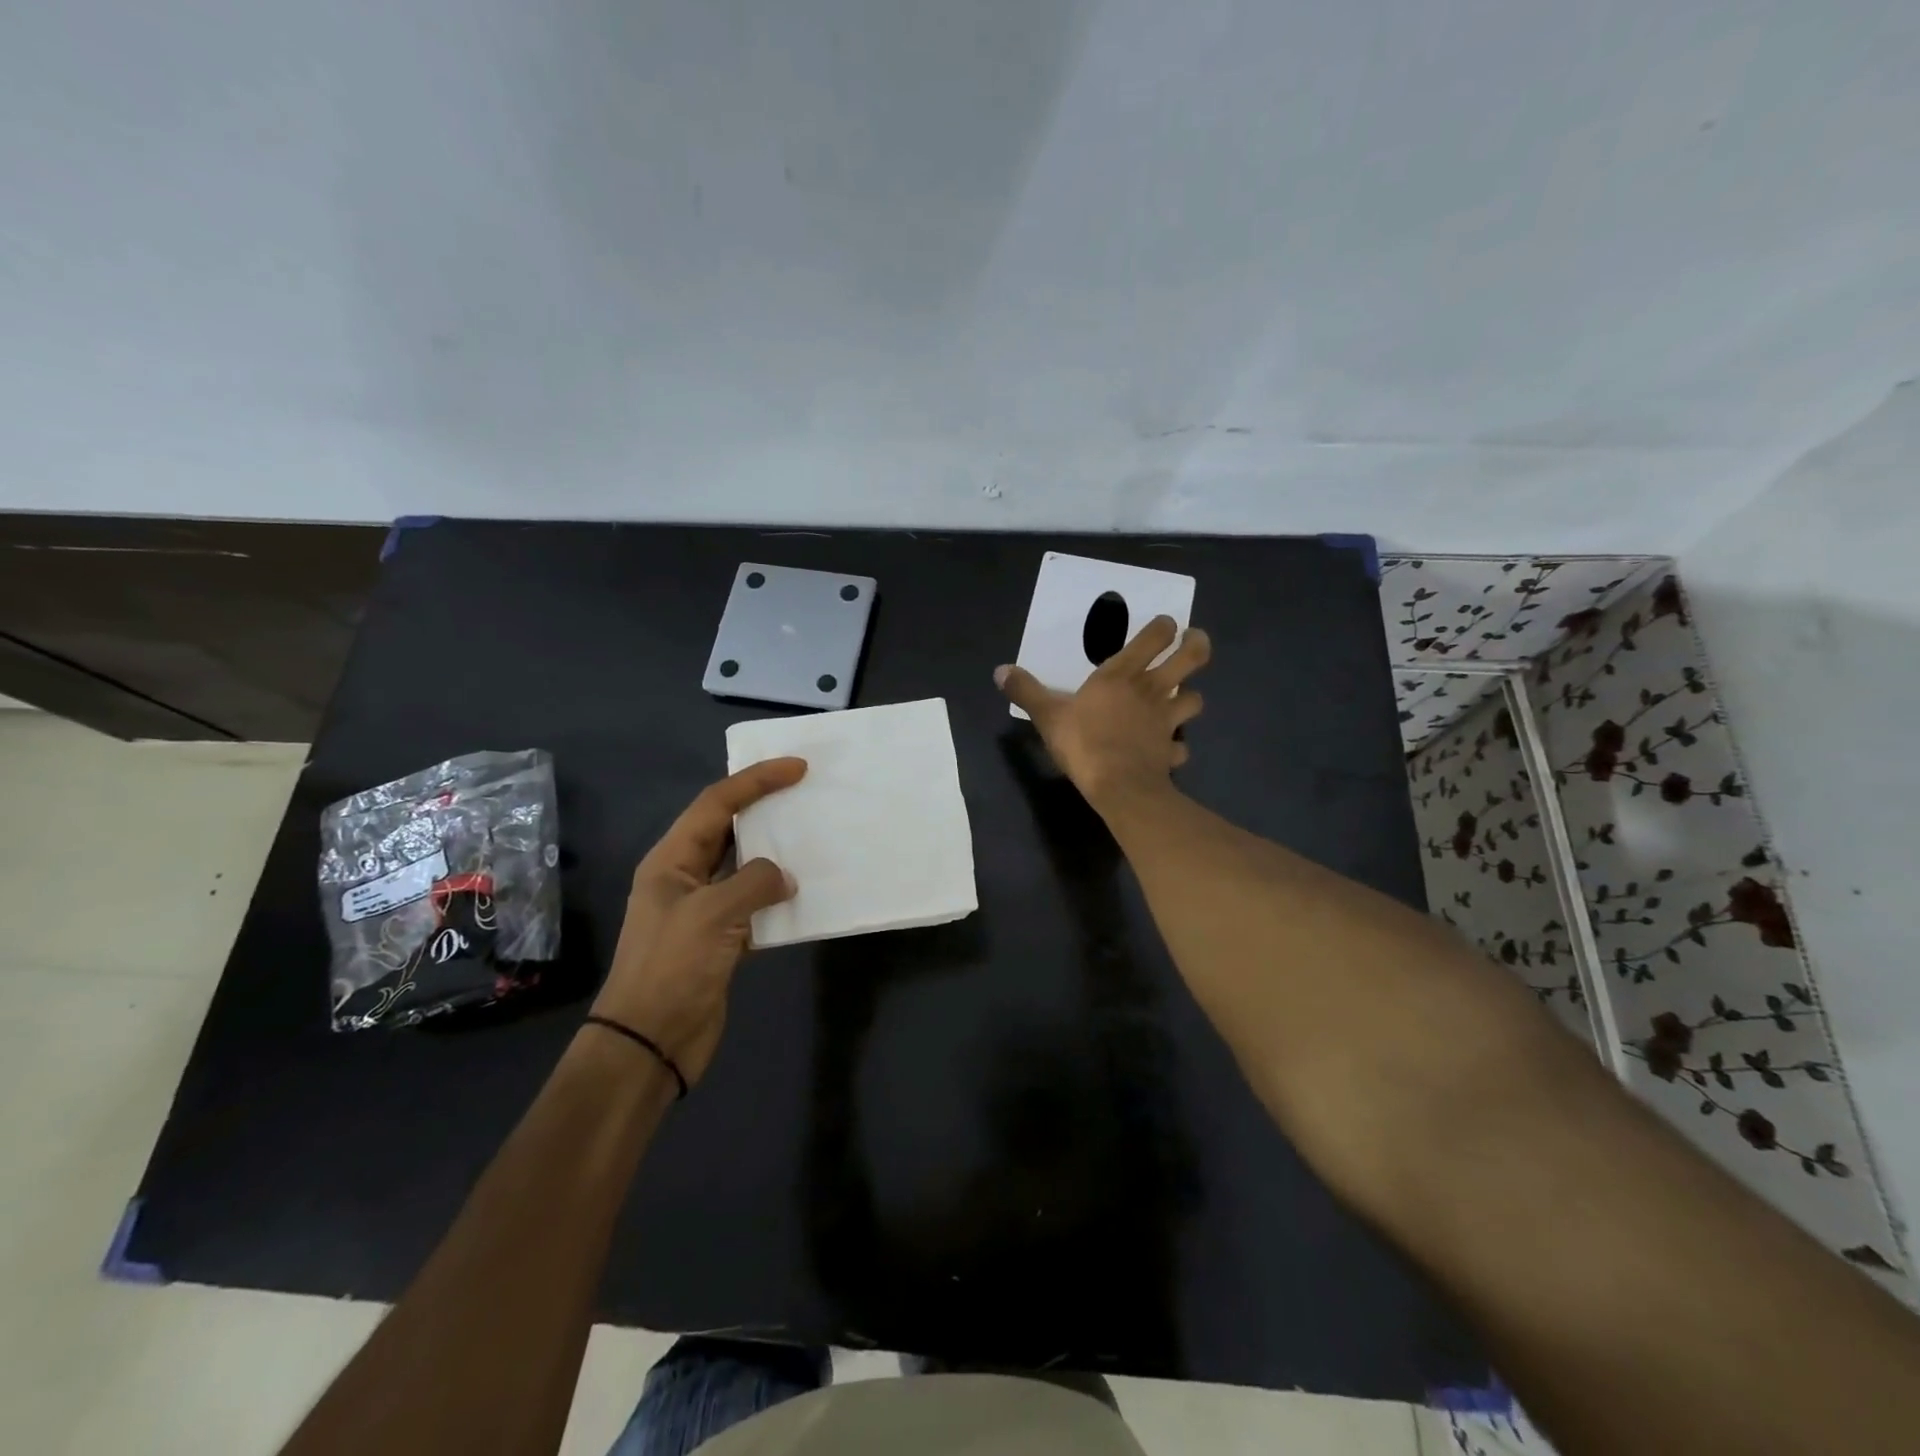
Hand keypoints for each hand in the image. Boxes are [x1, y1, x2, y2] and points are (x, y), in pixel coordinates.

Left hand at [592, 758, 805, 1085]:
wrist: (650, 1042)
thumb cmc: (672, 968)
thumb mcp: (712, 914)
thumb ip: (754, 883)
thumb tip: (785, 877)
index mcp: (671, 860)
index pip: (717, 804)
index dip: (756, 780)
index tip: (796, 768)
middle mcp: (685, 877)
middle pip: (729, 830)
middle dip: (765, 809)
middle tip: (806, 794)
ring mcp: (703, 910)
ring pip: (744, 867)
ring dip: (775, 854)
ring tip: (813, 838)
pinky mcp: (720, 940)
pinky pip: (754, 905)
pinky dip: (778, 897)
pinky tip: (805, 895)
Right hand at [995, 616, 1210, 805]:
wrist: (1119, 786)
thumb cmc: (1083, 742)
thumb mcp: (1047, 715)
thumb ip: (1026, 691)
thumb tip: (1001, 670)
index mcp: (1122, 675)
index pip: (1155, 636)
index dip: (1164, 627)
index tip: (1165, 625)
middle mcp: (1151, 691)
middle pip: (1191, 658)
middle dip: (1197, 646)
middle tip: (1195, 642)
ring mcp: (1166, 721)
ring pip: (1195, 700)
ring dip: (1191, 697)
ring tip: (1182, 698)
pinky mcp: (1171, 751)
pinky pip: (1182, 746)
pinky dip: (1178, 746)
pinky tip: (1168, 750)